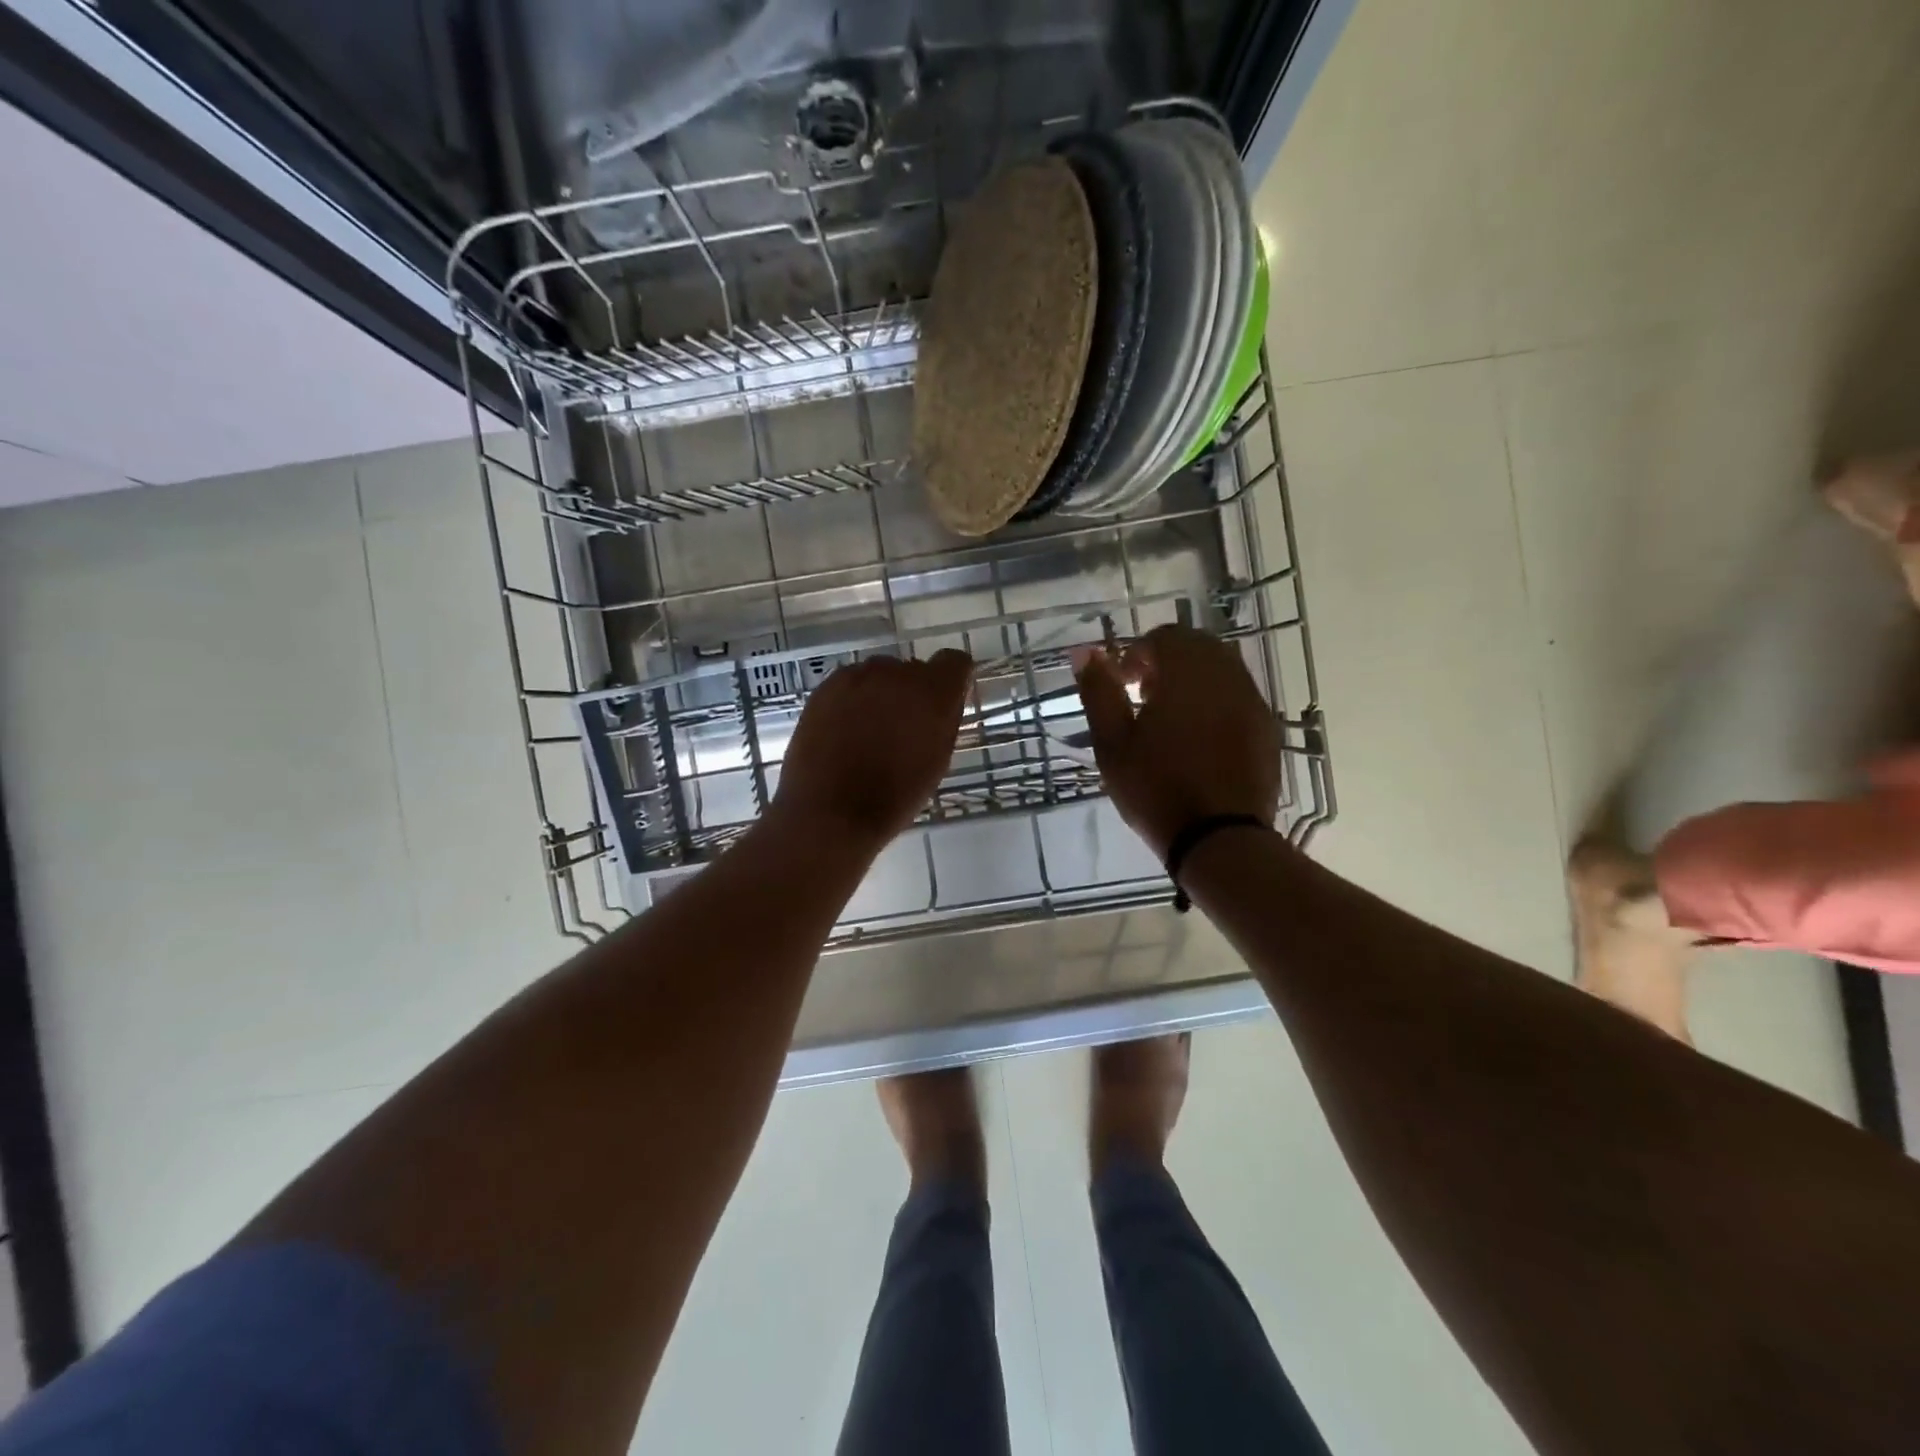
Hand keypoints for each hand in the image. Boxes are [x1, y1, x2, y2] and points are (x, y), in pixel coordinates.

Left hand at [771, 649, 972, 851]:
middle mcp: (896, 673)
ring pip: (879, 676)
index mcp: (932, 692)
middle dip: (912, 692)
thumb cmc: (895, 797)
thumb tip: (945, 700)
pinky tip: (844, 732)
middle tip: (903, 728)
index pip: (954, 662)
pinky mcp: (825, 687)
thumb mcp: (937, 761)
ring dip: (881, 695)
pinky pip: (850, 685)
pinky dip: (852, 701)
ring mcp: (857, 676)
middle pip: (914, 669)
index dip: (952, 680)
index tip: (945, 703)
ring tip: (869, 733)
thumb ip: (944, 720)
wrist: (830, 812)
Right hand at [1074, 625, 1280, 858]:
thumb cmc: (1156, 788)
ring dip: (1193, 679)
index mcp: (1188, 674)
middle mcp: (1227, 677)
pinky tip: (1199, 737)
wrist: (1219, 839)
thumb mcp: (1112, 742)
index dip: (1136, 654)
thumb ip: (1099, 691)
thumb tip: (1085, 651)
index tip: (1121, 685)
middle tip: (1142, 696)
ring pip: (1222, 669)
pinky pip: (1239, 696)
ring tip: (1169, 718)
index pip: (1164, 637)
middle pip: (1197, 646)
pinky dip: (1216, 700)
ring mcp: (1253, 702)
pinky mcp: (1267, 729)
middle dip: (1166, 661)